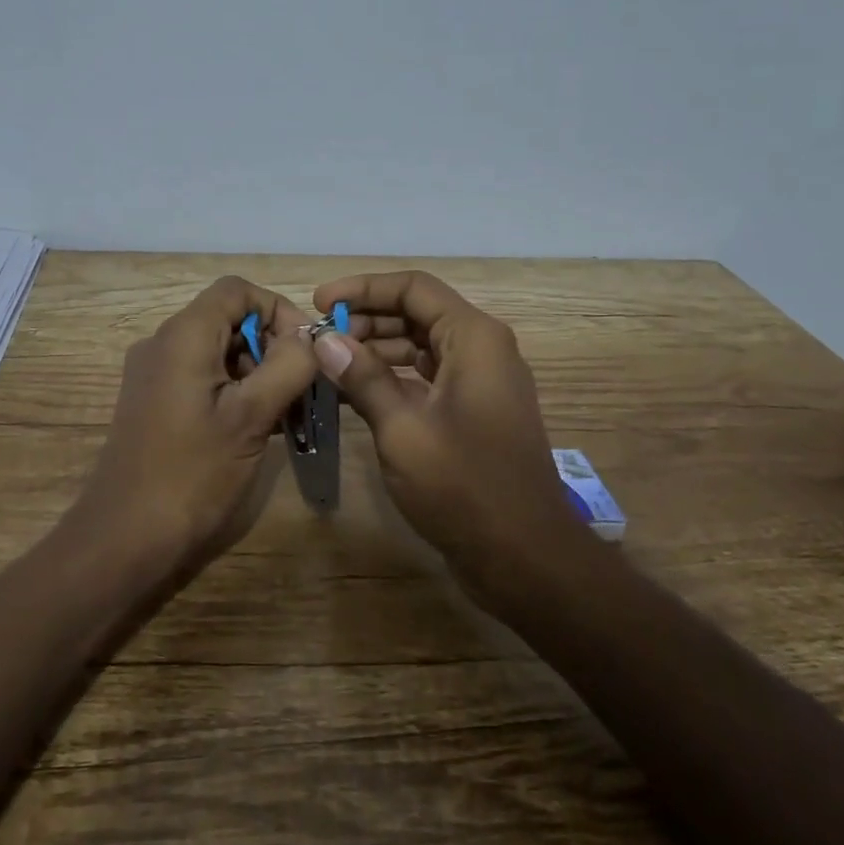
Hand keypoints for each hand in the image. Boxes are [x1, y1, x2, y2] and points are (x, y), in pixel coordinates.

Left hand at [67, 276, 317, 566]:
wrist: (125, 539)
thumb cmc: (193, 474)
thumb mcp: (252, 416)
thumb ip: (288, 366)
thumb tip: (310, 338)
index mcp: (184, 335)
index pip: (238, 290)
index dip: (278, 310)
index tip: (304, 352)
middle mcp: (163, 344)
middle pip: (229, 320)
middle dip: (272, 346)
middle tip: (300, 391)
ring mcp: (155, 375)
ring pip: (219, 352)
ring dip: (258, 373)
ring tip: (285, 416)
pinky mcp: (154, 404)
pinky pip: (203, 379)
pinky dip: (235, 392)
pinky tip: (258, 429)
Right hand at [310, 271, 579, 576]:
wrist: (524, 557)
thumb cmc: (464, 486)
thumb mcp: (403, 429)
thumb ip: (362, 378)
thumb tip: (323, 339)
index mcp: (473, 338)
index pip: (413, 288)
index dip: (362, 289)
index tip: (319, 304)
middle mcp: (481, 349)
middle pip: (417, 313)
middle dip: (366, 319)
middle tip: (320, 340)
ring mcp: (480, 382)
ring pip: (420, 346)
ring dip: (375, 349)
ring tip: (329, 364)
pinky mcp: (472, 412)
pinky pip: (427, 377)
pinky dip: (392, 378)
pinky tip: (354, 393)